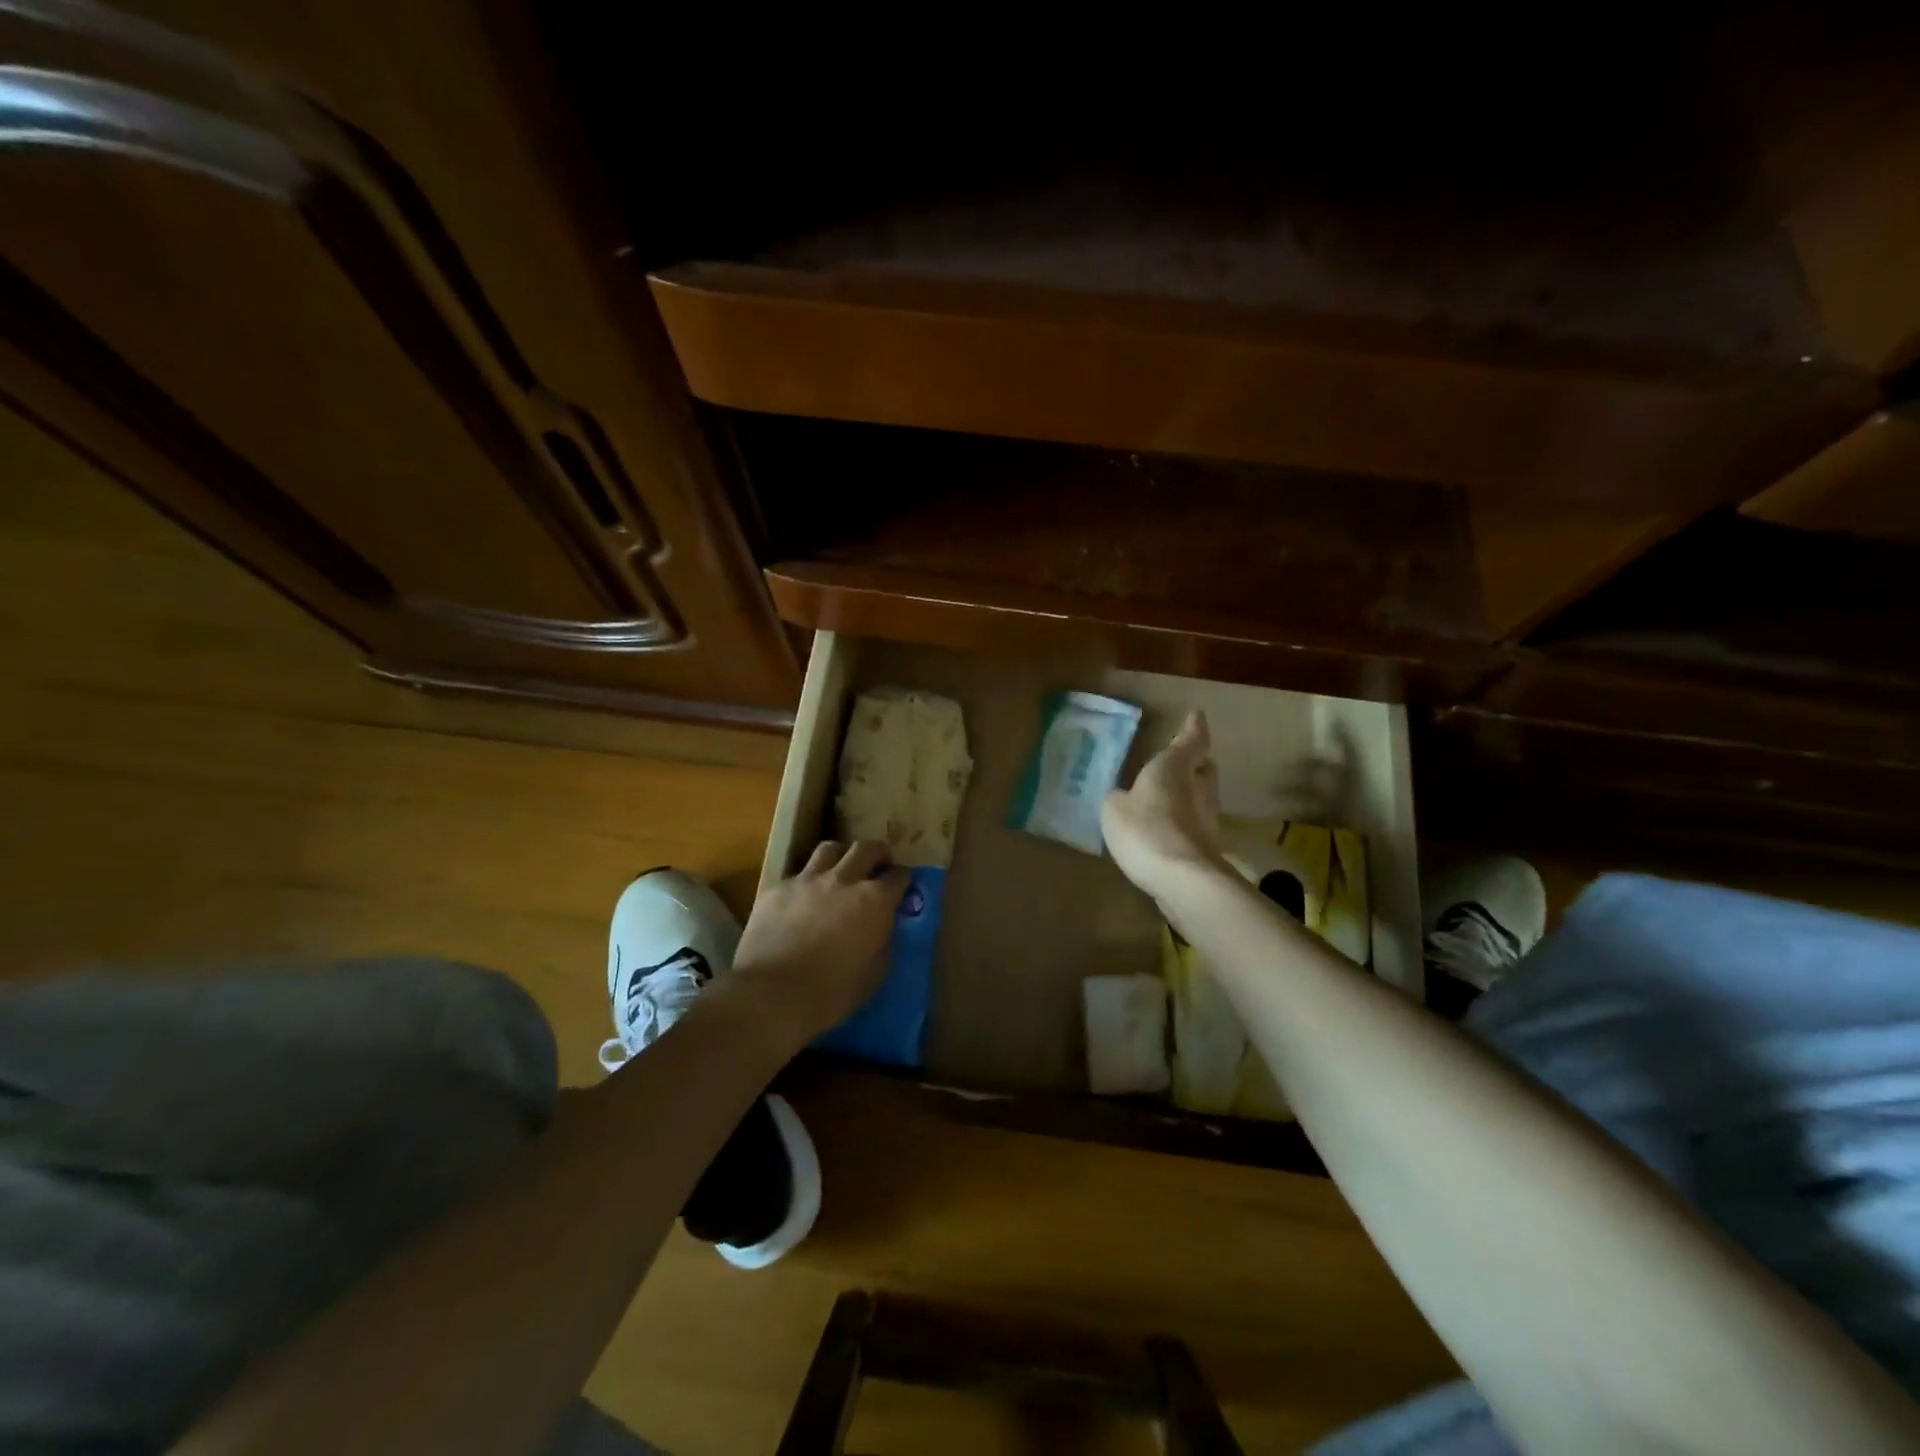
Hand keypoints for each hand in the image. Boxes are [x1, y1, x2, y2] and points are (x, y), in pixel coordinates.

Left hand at [731, 840, 908, 1040]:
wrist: (773, 994)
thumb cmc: (833, 992)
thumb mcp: (876, 973)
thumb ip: (883, 941)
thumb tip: (882, 927)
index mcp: (874, 900)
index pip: (899, 876)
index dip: (904, 879)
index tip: (903, 885)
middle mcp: (843, 880)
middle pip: (866, 848)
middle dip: (878, 853)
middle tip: (879, 864)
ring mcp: (807, 880)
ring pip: (829, 849)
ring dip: (841, 856)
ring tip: (841, 870)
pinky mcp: (777, 889)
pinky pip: (797, 875)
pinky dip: (807, 883)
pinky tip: (803, 900)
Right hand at [1102, 710, 1223, 899]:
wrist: (1183, 879)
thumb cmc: (1146, 829)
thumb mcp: (1114, 808)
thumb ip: (1120, 798)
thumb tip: (1126, 798)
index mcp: (1175, 767)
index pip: (1191, 740)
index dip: (1193, 728)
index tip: (1196, 716)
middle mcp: (1199, 788)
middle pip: (1203, 769)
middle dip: (1194, 764)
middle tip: (1180, 763)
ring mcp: (1208, 820)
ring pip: (1201, 798)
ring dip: (1188, 797)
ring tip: (1165, 800)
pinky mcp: (1207, 848)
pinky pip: (1193, 826)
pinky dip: (1182, 824)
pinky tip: (1164, 832)